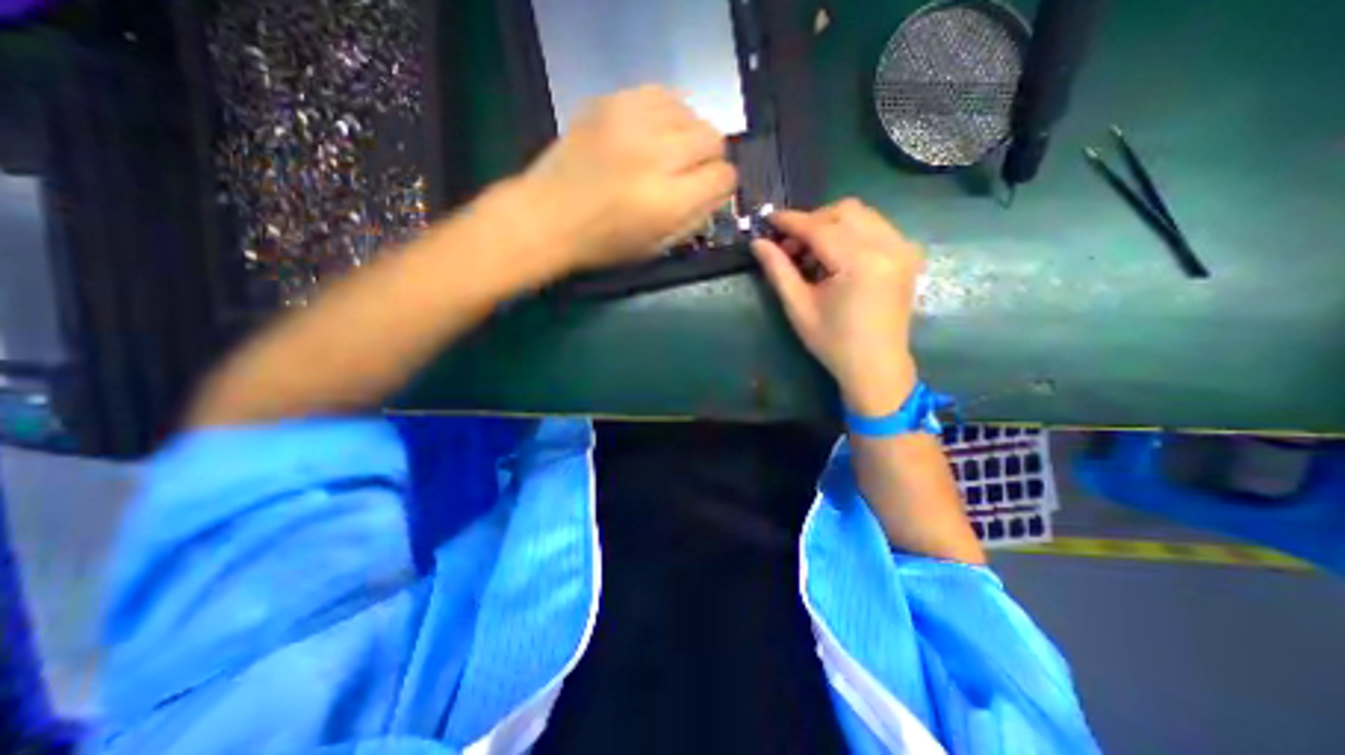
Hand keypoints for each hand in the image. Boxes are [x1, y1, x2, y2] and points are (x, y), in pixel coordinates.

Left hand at [518, 86, 740, 274]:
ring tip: (671, 152)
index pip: (723, 177)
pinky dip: (667, 114)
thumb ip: (694, 220)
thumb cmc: (603, 243)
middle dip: (710, 159)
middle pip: (713, 138)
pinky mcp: (612, 102)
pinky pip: (661, 94)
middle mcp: (655, 155)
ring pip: (691, 112)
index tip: (710, 191)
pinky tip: (655, 132)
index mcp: (667, 201)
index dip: (722, 186)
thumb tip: (717, 194)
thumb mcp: (656, 247)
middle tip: (691, 172)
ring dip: (689, 134)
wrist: (547, 216)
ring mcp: (632, 122)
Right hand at [745, 197, 925, 414]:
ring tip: (812, 253)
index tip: (767, 219)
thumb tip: (757, 243)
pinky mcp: (908, 255)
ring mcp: (903, 248)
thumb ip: (778, 270)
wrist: (876, 366)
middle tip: (790, 246)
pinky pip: (876, 226)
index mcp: (860, 263)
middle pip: (843, 211)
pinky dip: (851, 232)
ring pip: (861, 214)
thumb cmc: (833, 342)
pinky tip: (837, 256)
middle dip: (811, 221)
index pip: (819, 227)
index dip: (790, 221)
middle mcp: (888, 246)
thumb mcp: (799, 307)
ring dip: (831, 224)